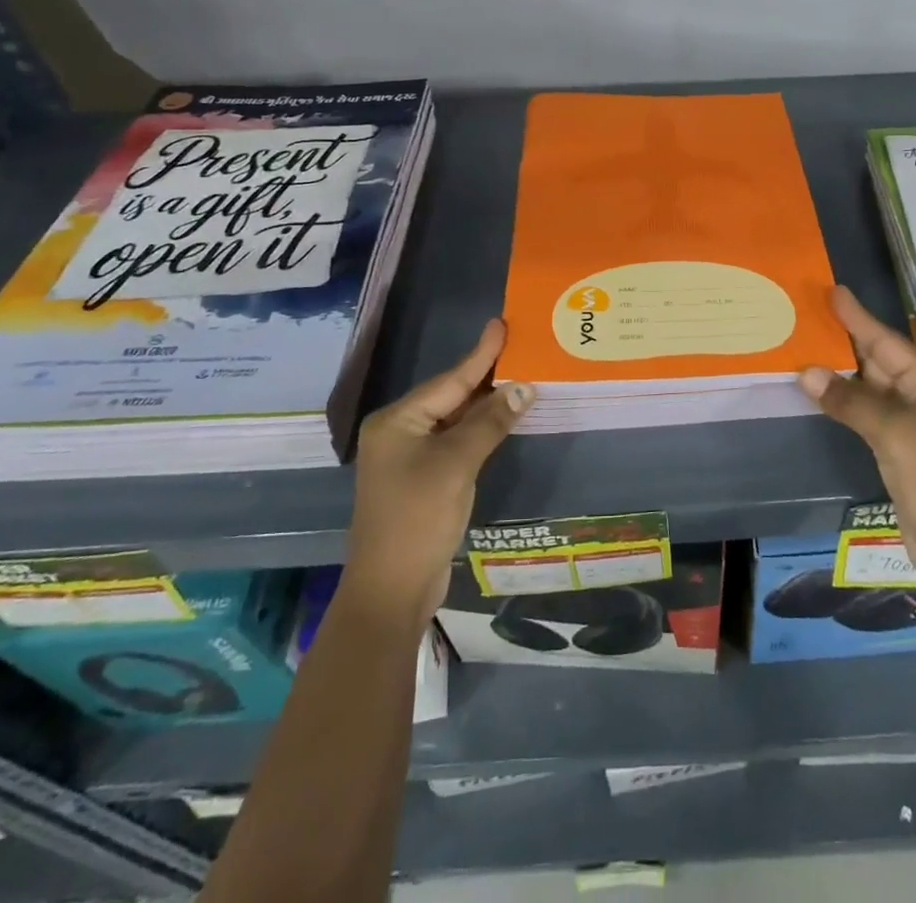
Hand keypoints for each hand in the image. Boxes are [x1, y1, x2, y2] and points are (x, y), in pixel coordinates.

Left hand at [344, 320, 532, 622]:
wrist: (391, 591)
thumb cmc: (418, 518)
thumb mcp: (456, 465)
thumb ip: (490, 422)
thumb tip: (523, 387)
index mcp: (397, 421)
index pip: (450, 380)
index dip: (480, 353)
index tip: (501, 324)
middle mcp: (399, 432)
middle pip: (450, 396)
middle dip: (486, 376)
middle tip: (519, 347)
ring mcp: (409, 457)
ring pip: (454, 419)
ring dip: (486, 404)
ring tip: (519, 376)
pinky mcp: (422, 479)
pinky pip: (455, 441)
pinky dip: (479, 430)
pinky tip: (502, 419)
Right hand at [799, 288, 915, 599]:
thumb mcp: (894, 434)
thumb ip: (850, 401)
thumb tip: (806, 373)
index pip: (887, 342)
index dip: (859, 317)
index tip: (834, 291)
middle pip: (878, 360)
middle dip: (845, 340)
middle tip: (809, 315)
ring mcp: (912, 424)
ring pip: (870, 387)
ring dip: (840, 373)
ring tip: (805, 347)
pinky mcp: (899, 448)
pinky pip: (866, 413)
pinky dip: (843, 402)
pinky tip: (820, 391)